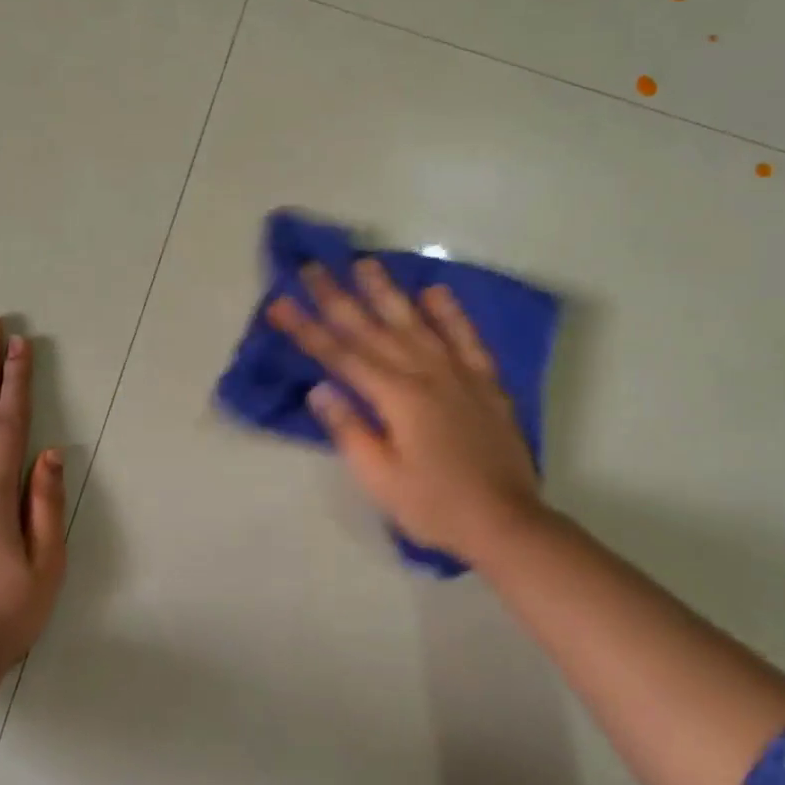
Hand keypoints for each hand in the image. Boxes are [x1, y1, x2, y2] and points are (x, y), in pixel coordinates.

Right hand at [267, 262, 543, 563]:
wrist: (505, 521)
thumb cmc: (433, 506)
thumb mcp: (380, 478)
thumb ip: (350, 430)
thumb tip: (320, 389)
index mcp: (396, 397)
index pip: (340, 355)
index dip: (306, 329)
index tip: (279, 302)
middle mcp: (426, 373)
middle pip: (373, 329)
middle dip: (338, 297)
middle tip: (311, 267)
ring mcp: (459, 374)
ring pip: (417, 322)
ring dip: (388, 292)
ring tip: (365, 263)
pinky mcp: (486, 383)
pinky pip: (466, 337)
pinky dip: (450, 313)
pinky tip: (435, 292)